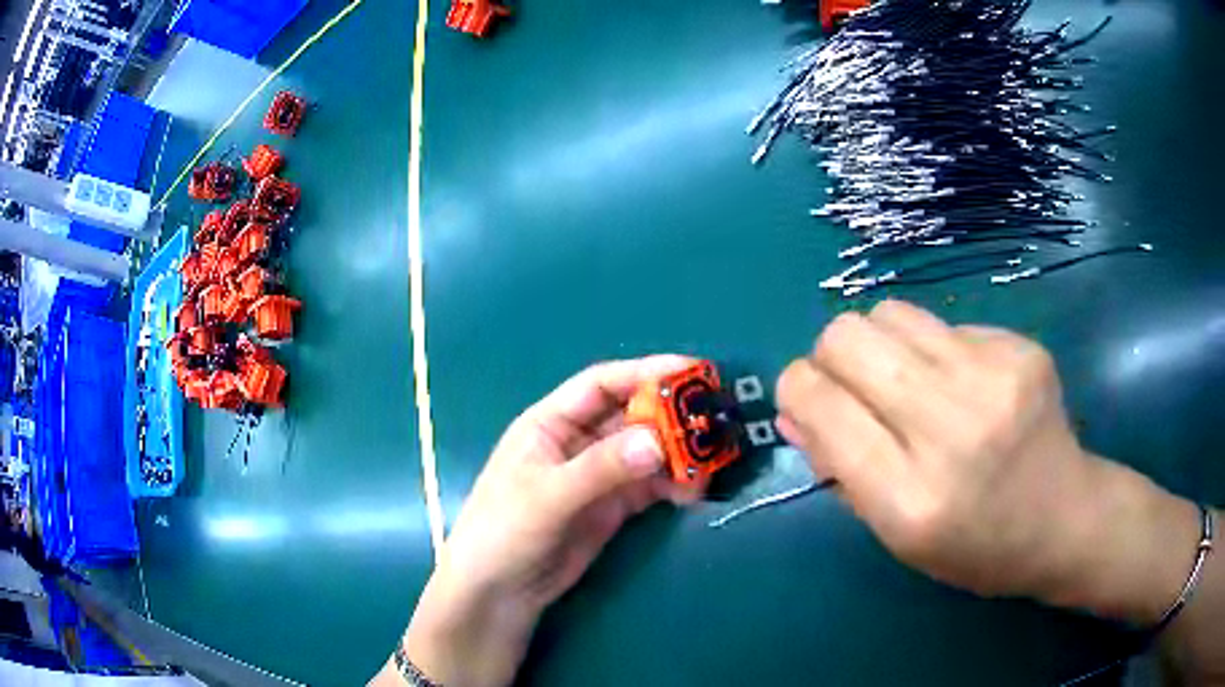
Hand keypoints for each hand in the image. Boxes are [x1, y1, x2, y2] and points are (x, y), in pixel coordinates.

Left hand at [397, 356, 700, 686]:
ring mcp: (598, 475)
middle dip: (670, 415)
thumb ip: (600, 469)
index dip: (645, 372)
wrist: (499, 591)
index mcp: (550, 423)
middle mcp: (578, 442)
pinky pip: (650, 485)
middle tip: (711, 420)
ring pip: (646, 451)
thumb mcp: (547, 496)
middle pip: (631, 415)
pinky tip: (691, 491)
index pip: (602, 384)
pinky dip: (673, 484)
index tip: (690, 371)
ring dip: (677, 453)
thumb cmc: (504, 531)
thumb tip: (657, 442)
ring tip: (707, 464)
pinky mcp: (612, 506)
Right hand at [776, 300, 1199, 622]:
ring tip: (908, 381)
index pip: (822, 404)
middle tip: (854, 386)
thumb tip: (797, 409)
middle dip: (832, 356)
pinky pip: (945, 325)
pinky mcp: (1020, 347)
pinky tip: (964, 385)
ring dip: (881, 344)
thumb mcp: (896, 536)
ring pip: (891, 313)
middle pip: (849, 337)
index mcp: (910, 498)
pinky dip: (936, 351)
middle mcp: (952, 429)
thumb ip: (841, 469)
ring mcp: (994, 378)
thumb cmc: (974, 546)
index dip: (798, 389)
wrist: (1065, 520)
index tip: (807, 397)